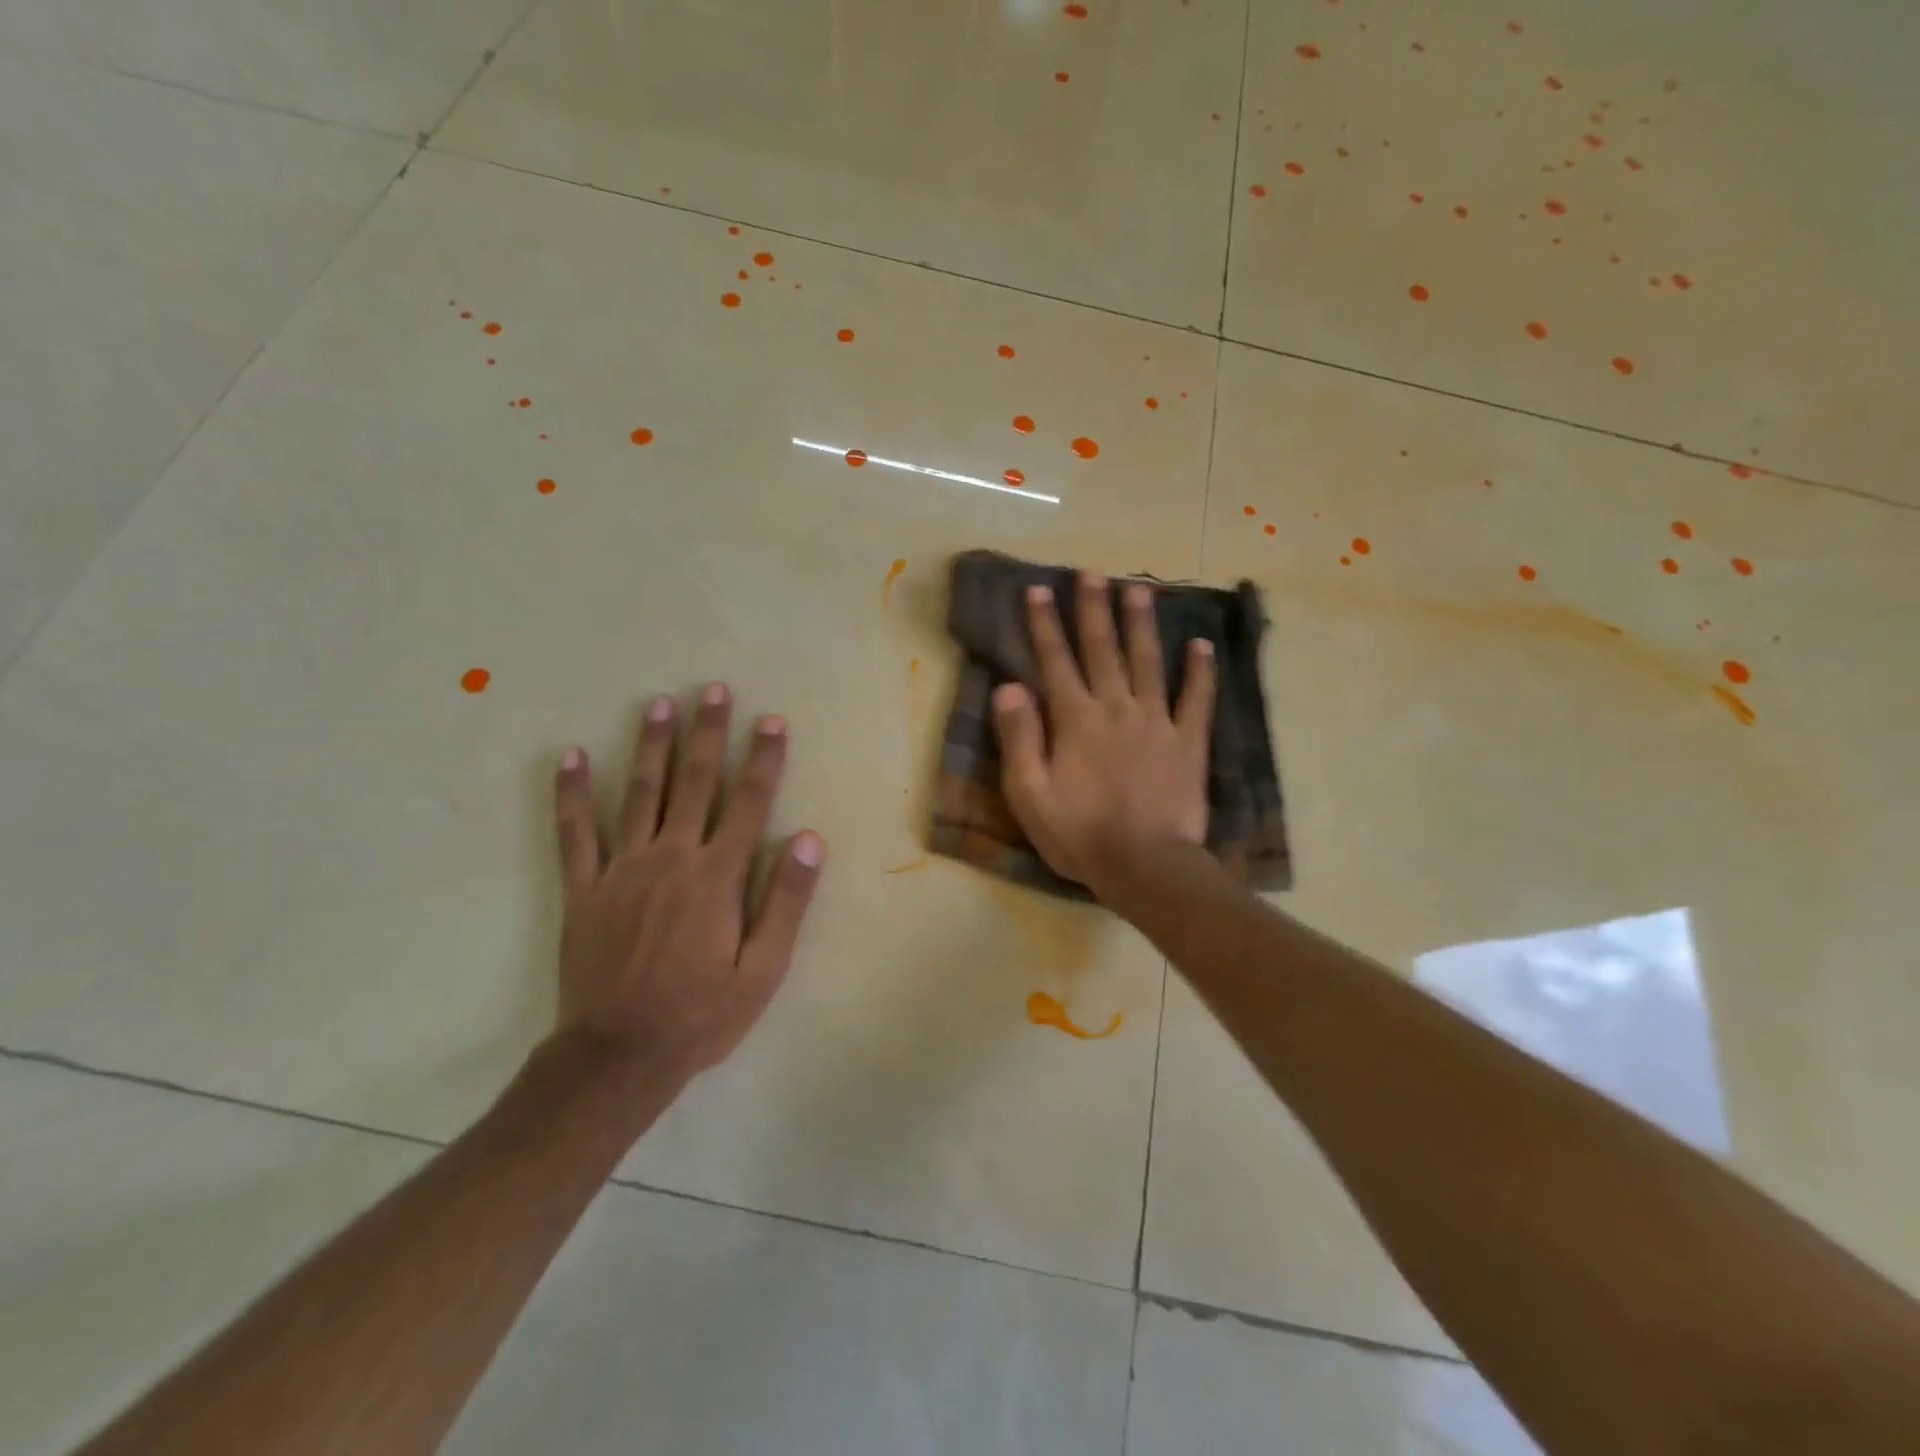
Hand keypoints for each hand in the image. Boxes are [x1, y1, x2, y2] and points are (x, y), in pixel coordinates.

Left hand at [550, 683, 825, 1090]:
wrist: (618, 1056)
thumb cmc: (702, 1014)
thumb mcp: (763, 969)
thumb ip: (788, 901)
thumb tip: (811, 839)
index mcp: (717, 877)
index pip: (748, 803)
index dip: (763, 759)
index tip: (772, 721)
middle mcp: (671, 859)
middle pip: (694, 783)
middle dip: (707, 733)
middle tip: (713, 690)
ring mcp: (622, 870)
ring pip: (639, 794)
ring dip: (651, 746)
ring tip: (658, 704)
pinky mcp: (584, 889)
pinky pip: (575, 834)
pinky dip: (572, 794)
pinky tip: (571, 757)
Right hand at [992, 574, 1214, 898]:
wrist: (1146, 865)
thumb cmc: (1079, 834)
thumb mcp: (1030, 794)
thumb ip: (1019, 738)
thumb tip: (1008, 687)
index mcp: (1075, 719)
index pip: (1055, 661)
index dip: (1045, 624)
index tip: (1038, 589)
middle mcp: (1116, 708)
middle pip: (1103, 649)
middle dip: (1094, 609)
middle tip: (1092, 573)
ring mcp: (1157, 722)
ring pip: (1148, 662)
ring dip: (1142, 625)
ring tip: (1140, 589)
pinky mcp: (1188, 743)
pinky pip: (1196, 700)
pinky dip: (1200, 672)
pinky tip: (1201, 646)